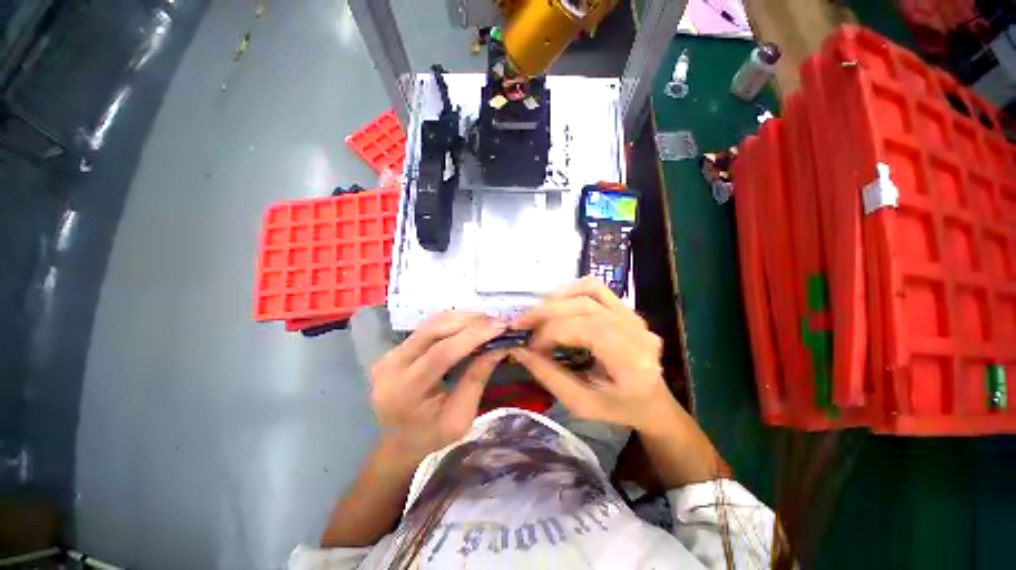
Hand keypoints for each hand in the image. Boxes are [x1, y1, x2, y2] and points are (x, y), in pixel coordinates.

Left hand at [369, 312, 506, 459]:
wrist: (399, 443)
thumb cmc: (431, 437)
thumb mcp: (460, 418)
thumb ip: (477, 379)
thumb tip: (499, 347)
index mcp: (405, 392)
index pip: (441, 353)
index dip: (473, 335)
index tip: (500, 326)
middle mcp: (391, 366)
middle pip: (434, 330)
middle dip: (470, 322)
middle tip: (497, 321)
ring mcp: (389, 354)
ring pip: (431, 323)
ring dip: (462, 319)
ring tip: (487, 323)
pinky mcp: (394, 348)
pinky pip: (427, 327)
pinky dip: (451, 322)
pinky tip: (469, 326)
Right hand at [510, 277, 670, 431]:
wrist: (653, 401)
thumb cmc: (618, 408)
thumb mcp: (581, 404)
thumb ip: (548, 376)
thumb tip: (518, 350)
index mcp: (631, 361)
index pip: (585, 329)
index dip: (551, 332)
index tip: (529, 345)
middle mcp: (637, 331)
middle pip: (584, 306)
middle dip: (547, 312)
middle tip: (522, 324)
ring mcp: (634, 316)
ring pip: (589, 291)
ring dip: (557, 298)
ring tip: (536, 313)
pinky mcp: (627, 309)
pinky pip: (597, 288)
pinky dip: (572, 291)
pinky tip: (557, 303)